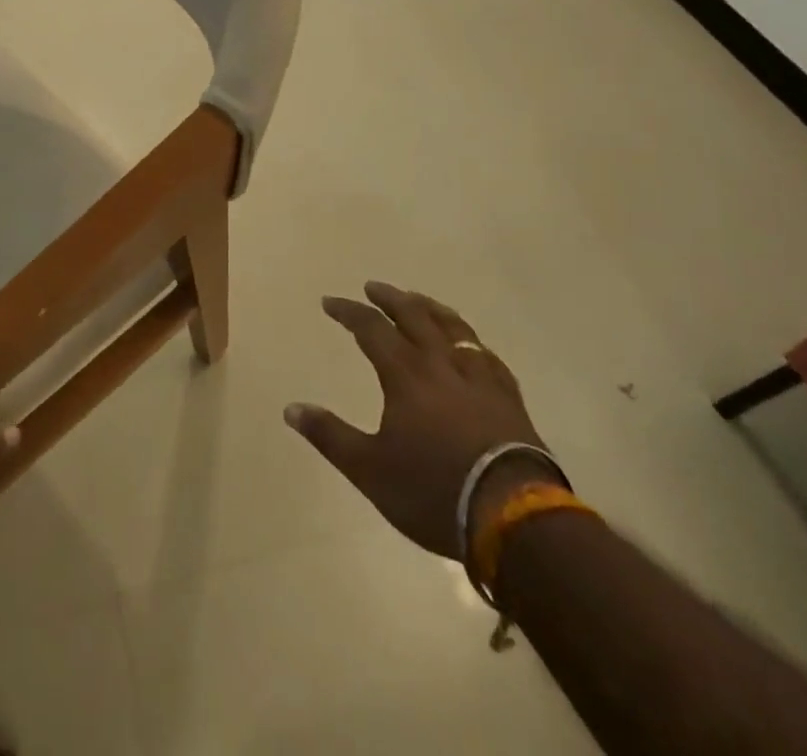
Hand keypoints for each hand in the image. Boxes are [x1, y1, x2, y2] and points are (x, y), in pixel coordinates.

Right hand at [284, 281, 547, 558]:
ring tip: (418, 300)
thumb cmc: (434, 491)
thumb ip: (330, 435)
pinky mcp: (509, 399)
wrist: (515, 519)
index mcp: (406, 374)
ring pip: (454, 328)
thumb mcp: (370, 469)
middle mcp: (442, 365)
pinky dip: (469, 340)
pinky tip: (470, 344)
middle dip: (390, 298)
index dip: (349, 312)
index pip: (372, 329)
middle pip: (415, 316)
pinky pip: (486, 354)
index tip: (330, 302)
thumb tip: (291, 409)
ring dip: (431, 308)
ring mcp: (480, 379)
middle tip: (373, 287)